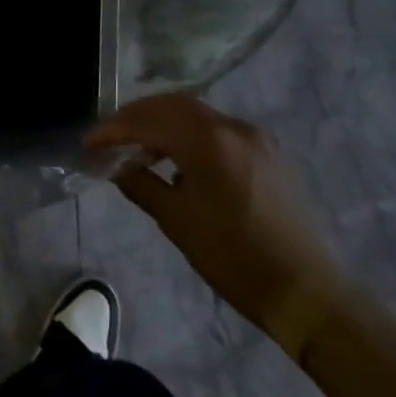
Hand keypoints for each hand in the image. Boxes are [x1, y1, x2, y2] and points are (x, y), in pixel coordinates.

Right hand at [87, 94, 349, 358]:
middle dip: (137, 116)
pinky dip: (190, 134)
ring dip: (164, 123)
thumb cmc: (234, 259)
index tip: (89, 142)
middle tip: (110, 134)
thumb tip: (117, 167)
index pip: (149, 121)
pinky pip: (218, 129)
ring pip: (197, 114)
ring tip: (139, 147)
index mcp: (209, 141)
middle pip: (173, 105)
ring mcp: (254, 136)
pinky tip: (178, 158)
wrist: (306, 291)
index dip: (115, 129)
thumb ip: (142, 185)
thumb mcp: (178, 223)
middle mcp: (233, 126)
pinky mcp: (267, 151)